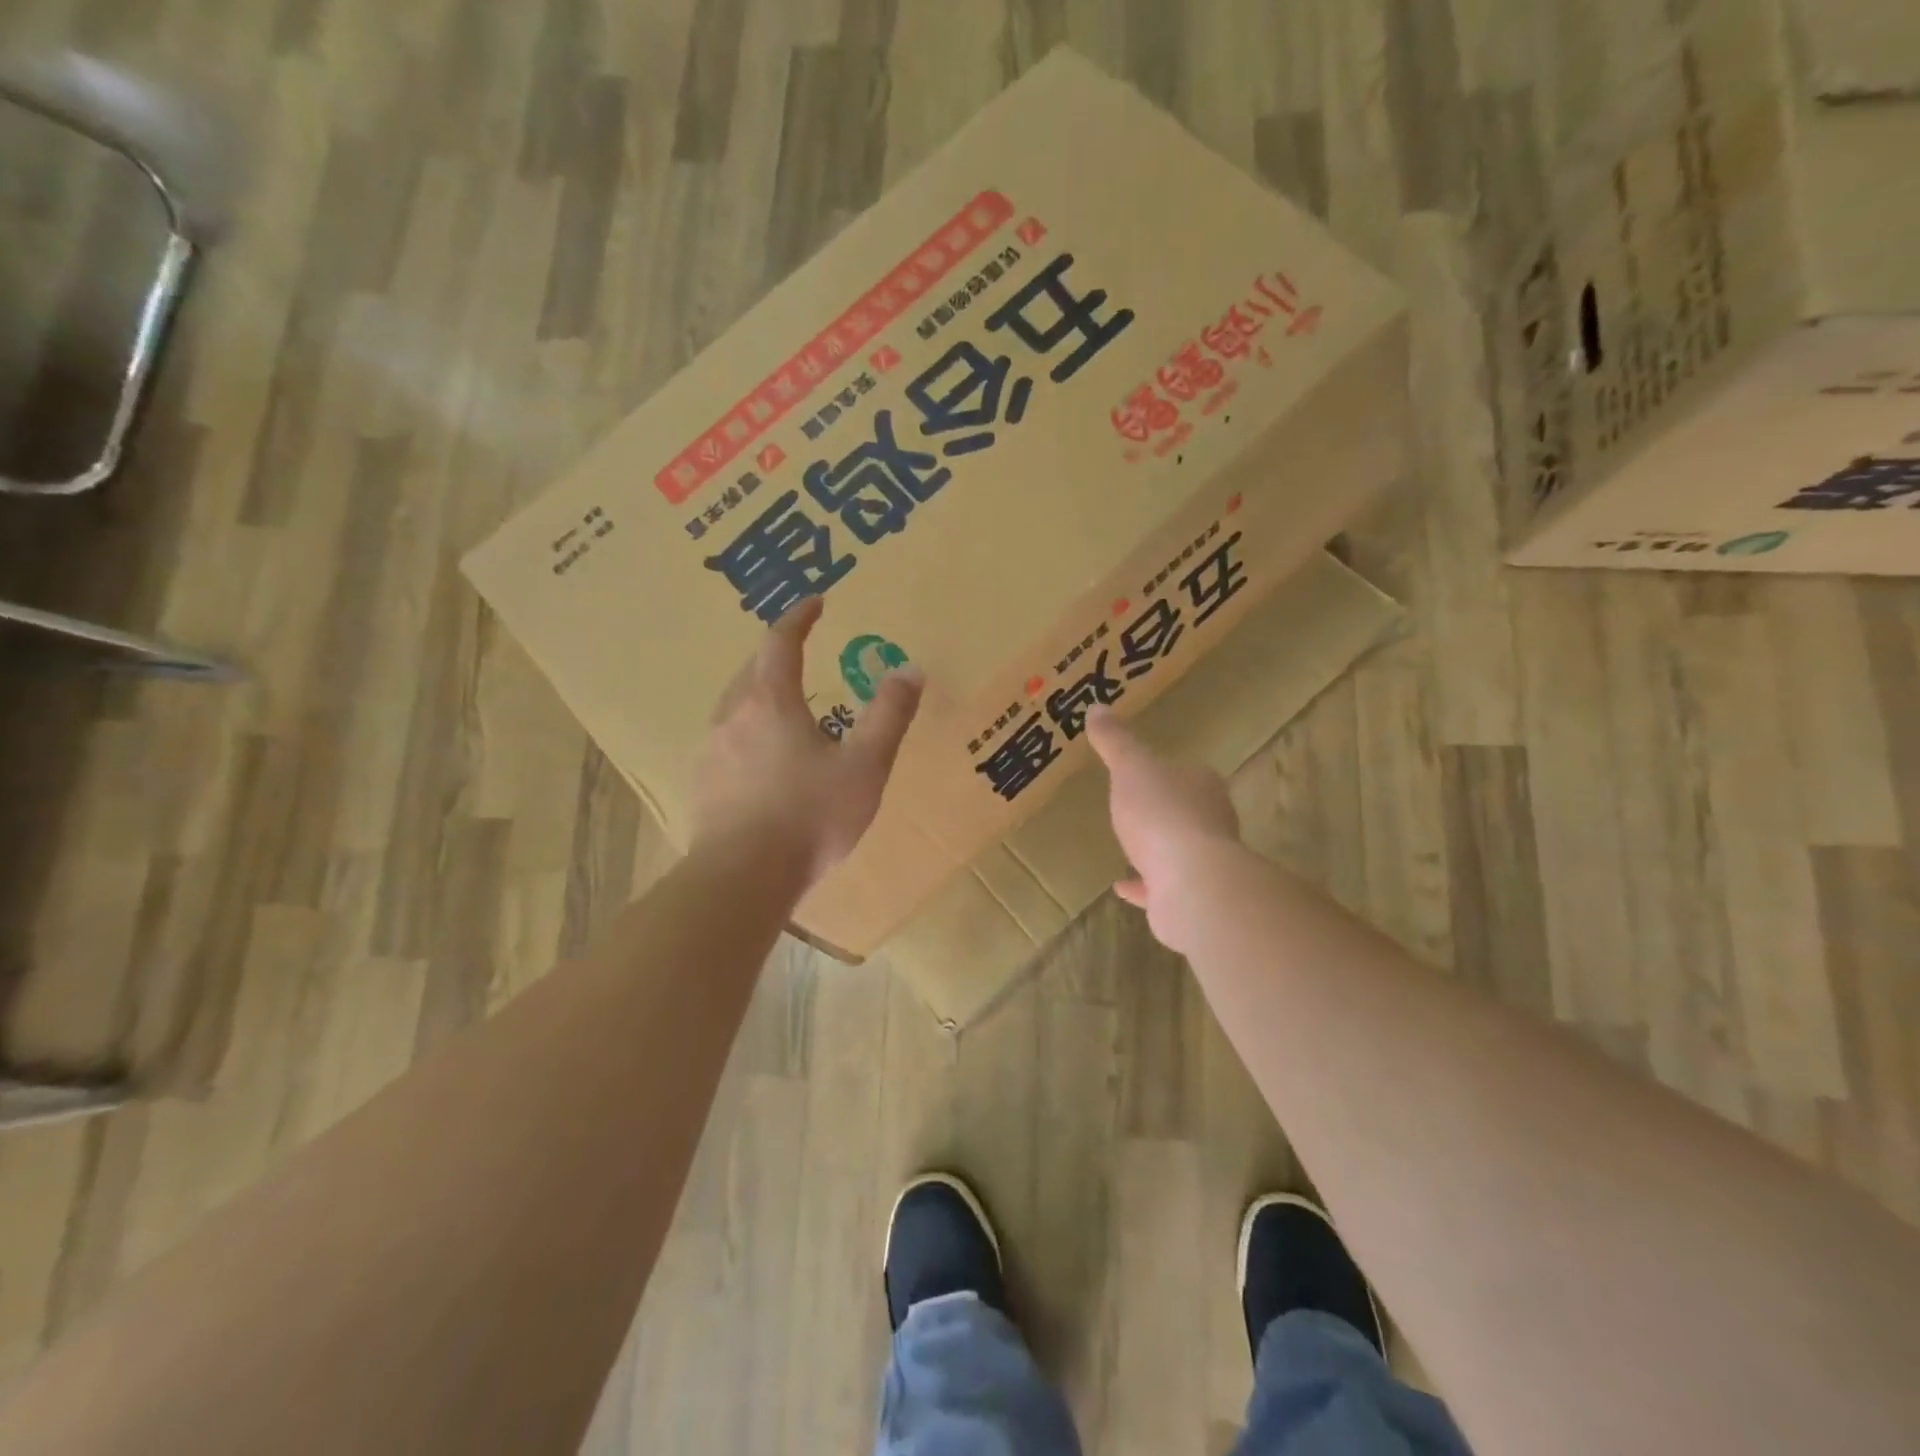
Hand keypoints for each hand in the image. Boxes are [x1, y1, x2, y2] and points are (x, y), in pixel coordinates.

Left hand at [690, 596, 923, 885]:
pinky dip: (746, 730)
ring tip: (782, 702)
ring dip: (758, 691)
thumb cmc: (810, 815)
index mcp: (771, 701)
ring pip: (734, 704)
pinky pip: (725, 739)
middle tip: (799, 650)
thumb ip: (888, 716)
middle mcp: (733, 714)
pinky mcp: (702, 783)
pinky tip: (760, 756)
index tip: (816, 602)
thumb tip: (910, 669)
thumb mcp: (865, 765)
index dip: (799, 617)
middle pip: (752, 669)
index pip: (780, 641)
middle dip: (776, 653)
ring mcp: (710, 749)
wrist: (743, 878)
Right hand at [1086, 708, 1239, 949]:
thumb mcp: (1131, 767)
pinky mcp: (1190, 895)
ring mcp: (1203, 862)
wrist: (1190, 882)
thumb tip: (1097, 707)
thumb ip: (1115, 741)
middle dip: (1165, 809)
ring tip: (1129, 845)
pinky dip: (1143, 884)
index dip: (1168, 772)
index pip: (1187, 772)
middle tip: (1136, 806)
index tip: (1145, 772)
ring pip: (1178, 850)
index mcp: (1202, 785)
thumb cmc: (1162, 813)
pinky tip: (1121, 886)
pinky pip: (1161, 886)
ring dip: (1157, 847)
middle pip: (1187, 810)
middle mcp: (1211, 821)